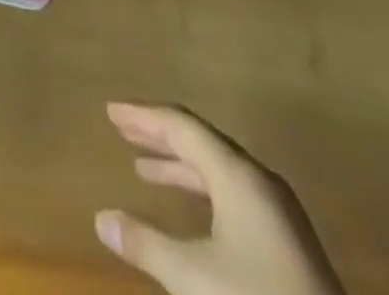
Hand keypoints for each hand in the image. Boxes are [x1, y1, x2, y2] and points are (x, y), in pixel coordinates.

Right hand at [96, 104, 342, 294]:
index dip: (144, 116)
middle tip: (122, 131)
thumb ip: (147, 244)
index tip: (111, 111)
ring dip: (179, 165)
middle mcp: (258, 179)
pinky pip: (232, 193)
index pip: (182, 126)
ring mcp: (276, 210)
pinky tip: (190, 211)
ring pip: (218, 169)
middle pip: (201, 141)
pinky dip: (201, 190)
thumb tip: (102, 219)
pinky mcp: (286, 240)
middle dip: (159, 136)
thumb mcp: (195, 277)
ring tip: (143, 170)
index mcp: (237, 173)